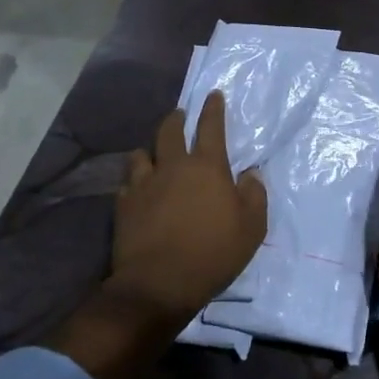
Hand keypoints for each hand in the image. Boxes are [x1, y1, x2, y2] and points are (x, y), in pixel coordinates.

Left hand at [111, 90, 267, 320]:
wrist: (159, 283)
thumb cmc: (213, 253)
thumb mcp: (252, 227)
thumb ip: (254, 195)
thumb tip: (250, 173)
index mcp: (207, 167)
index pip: (211, 127)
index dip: (213, 109)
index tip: (213, 95)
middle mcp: (173, 167)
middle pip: (170, 131)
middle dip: (176, 118)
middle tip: (180, 114)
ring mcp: (144, 184)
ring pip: (141, 154)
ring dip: (150, 150)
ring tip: (153, 153)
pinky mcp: (123, 205)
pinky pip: (127, 183)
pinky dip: (134, 180)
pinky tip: (137, 187)